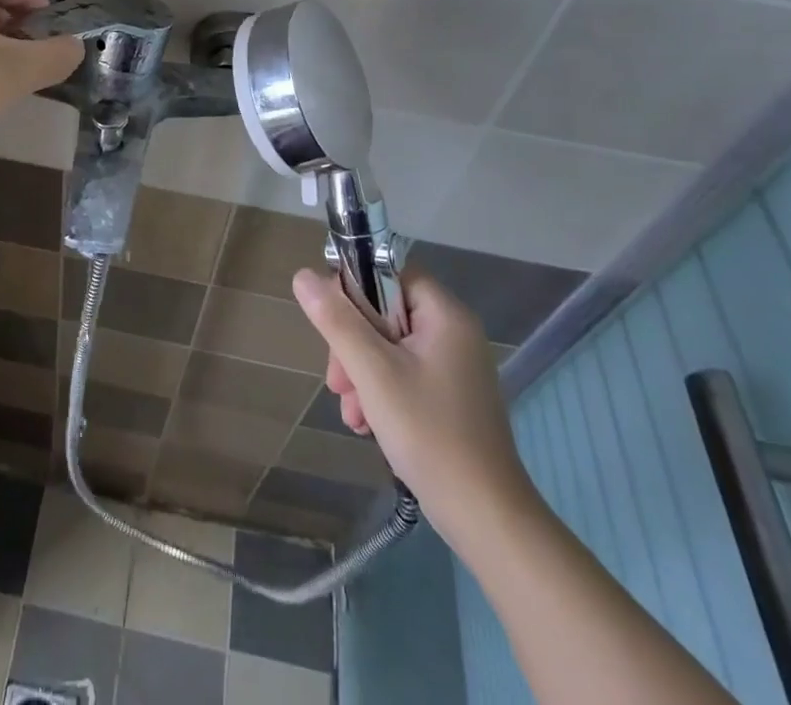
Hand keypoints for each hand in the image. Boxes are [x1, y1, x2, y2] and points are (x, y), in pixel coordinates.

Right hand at [292, 268, 538, 546]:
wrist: (487, 519)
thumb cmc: (430, 434)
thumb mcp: (373, 372)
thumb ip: (336, 320)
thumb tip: (303, 276)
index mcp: (444, 314)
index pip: (388, 272)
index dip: (354, 289)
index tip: (332, 323)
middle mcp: (452, 331)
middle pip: (383, 311)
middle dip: (352, 343)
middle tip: (337, 380)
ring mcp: (453, 365)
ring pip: (387, 345)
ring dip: (360, 371)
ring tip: (351, 411)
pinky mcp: (449, 395)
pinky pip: (402, 372)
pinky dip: (379, 390)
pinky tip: (366, 422)